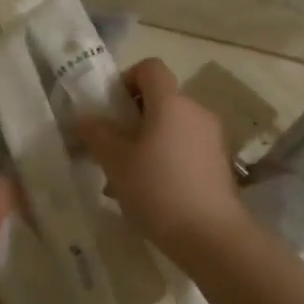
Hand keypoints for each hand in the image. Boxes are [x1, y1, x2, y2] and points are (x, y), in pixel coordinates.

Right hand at [74, 59, 246, 257]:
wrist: (211, 236)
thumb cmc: (157, 189)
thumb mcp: (115, 161)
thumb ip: (97, 134)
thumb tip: (84, 117)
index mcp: (171, 102)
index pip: (150, 67)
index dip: (126, 79)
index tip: (110, 109)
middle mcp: (196, 111)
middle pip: (160, 100)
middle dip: (132, 119)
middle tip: (111, 149)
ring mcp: (212, 138)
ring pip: (171, 127)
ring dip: (147, 143)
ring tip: (126, 178)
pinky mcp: (219, 163)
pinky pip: (185, 148)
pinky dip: (166, 159)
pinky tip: (150, 193)